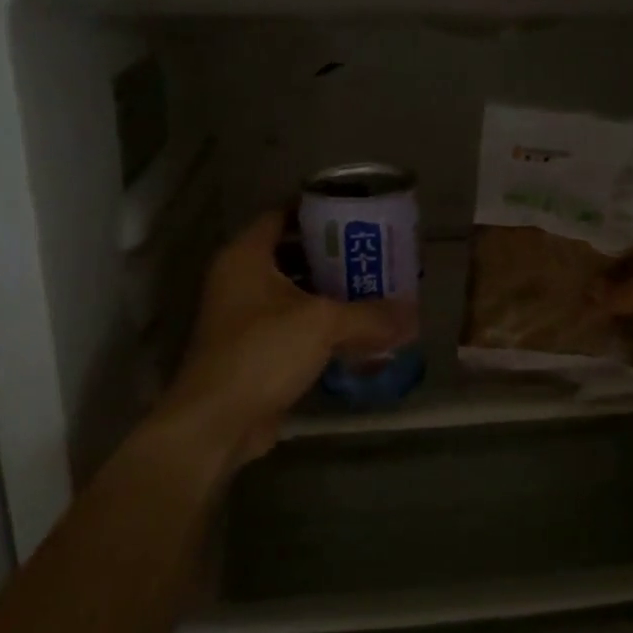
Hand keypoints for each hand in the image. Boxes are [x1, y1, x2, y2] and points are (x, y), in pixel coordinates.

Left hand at [157, 212, 416, 466]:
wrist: (218, 422)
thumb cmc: (262, 352)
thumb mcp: (322, 323)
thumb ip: (371, 314)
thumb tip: (414, 316)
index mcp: (247, 256)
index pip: (282, 214)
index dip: (317, 209)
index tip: (356, 212)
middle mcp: (241, 279)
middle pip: (292, 253)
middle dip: (333, 254)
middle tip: (374, 252)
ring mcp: (245, 317)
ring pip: (294, 292)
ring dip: (330, 292)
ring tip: (374, 287)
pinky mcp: (255, 350)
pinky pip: (294, 326)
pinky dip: (322, 325)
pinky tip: (358, 330)